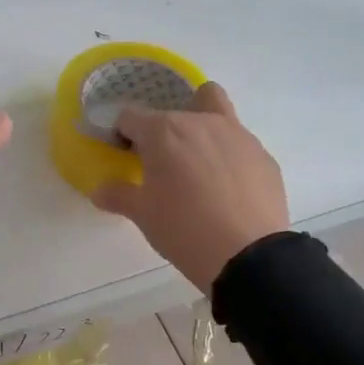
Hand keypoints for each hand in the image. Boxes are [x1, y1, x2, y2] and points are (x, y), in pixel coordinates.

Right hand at [91, 81, 288, 294]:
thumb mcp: (142, 214)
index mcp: (163, 131)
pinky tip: (228, 189)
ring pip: (214, 110)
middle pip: (174, 109)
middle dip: (163, 130)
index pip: (130, 117)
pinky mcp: (264, 156)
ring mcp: (237, 135)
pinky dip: (228, 156)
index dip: (123, 134)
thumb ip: (118, 195)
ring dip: (200, 130)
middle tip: (162, 163)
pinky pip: (238, 144)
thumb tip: (100, 191)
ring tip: (199, 169)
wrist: (248, 256)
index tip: (125, 155)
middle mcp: (200, 122)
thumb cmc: (183, 229)